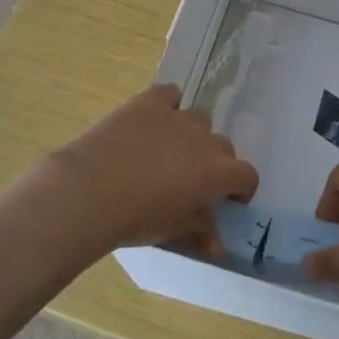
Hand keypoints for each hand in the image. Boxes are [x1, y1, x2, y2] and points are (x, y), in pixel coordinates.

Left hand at [43, 85, 257, 254]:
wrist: (91, 190)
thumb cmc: (136, 218)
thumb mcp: (173, 231)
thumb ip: (200, 230)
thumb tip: (216, 244)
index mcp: (218, 173)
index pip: (247, 176)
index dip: (240, 189)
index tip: (227, 200)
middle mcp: (205, 140)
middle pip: (223, 147)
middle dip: (215, 164)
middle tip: (192, 182)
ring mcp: (177, 116)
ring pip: (199, 119)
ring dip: (192, 135)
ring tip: (170, 151)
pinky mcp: (150, 102)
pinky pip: (169, 94)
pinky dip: (168, 104)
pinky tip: (154, 120)